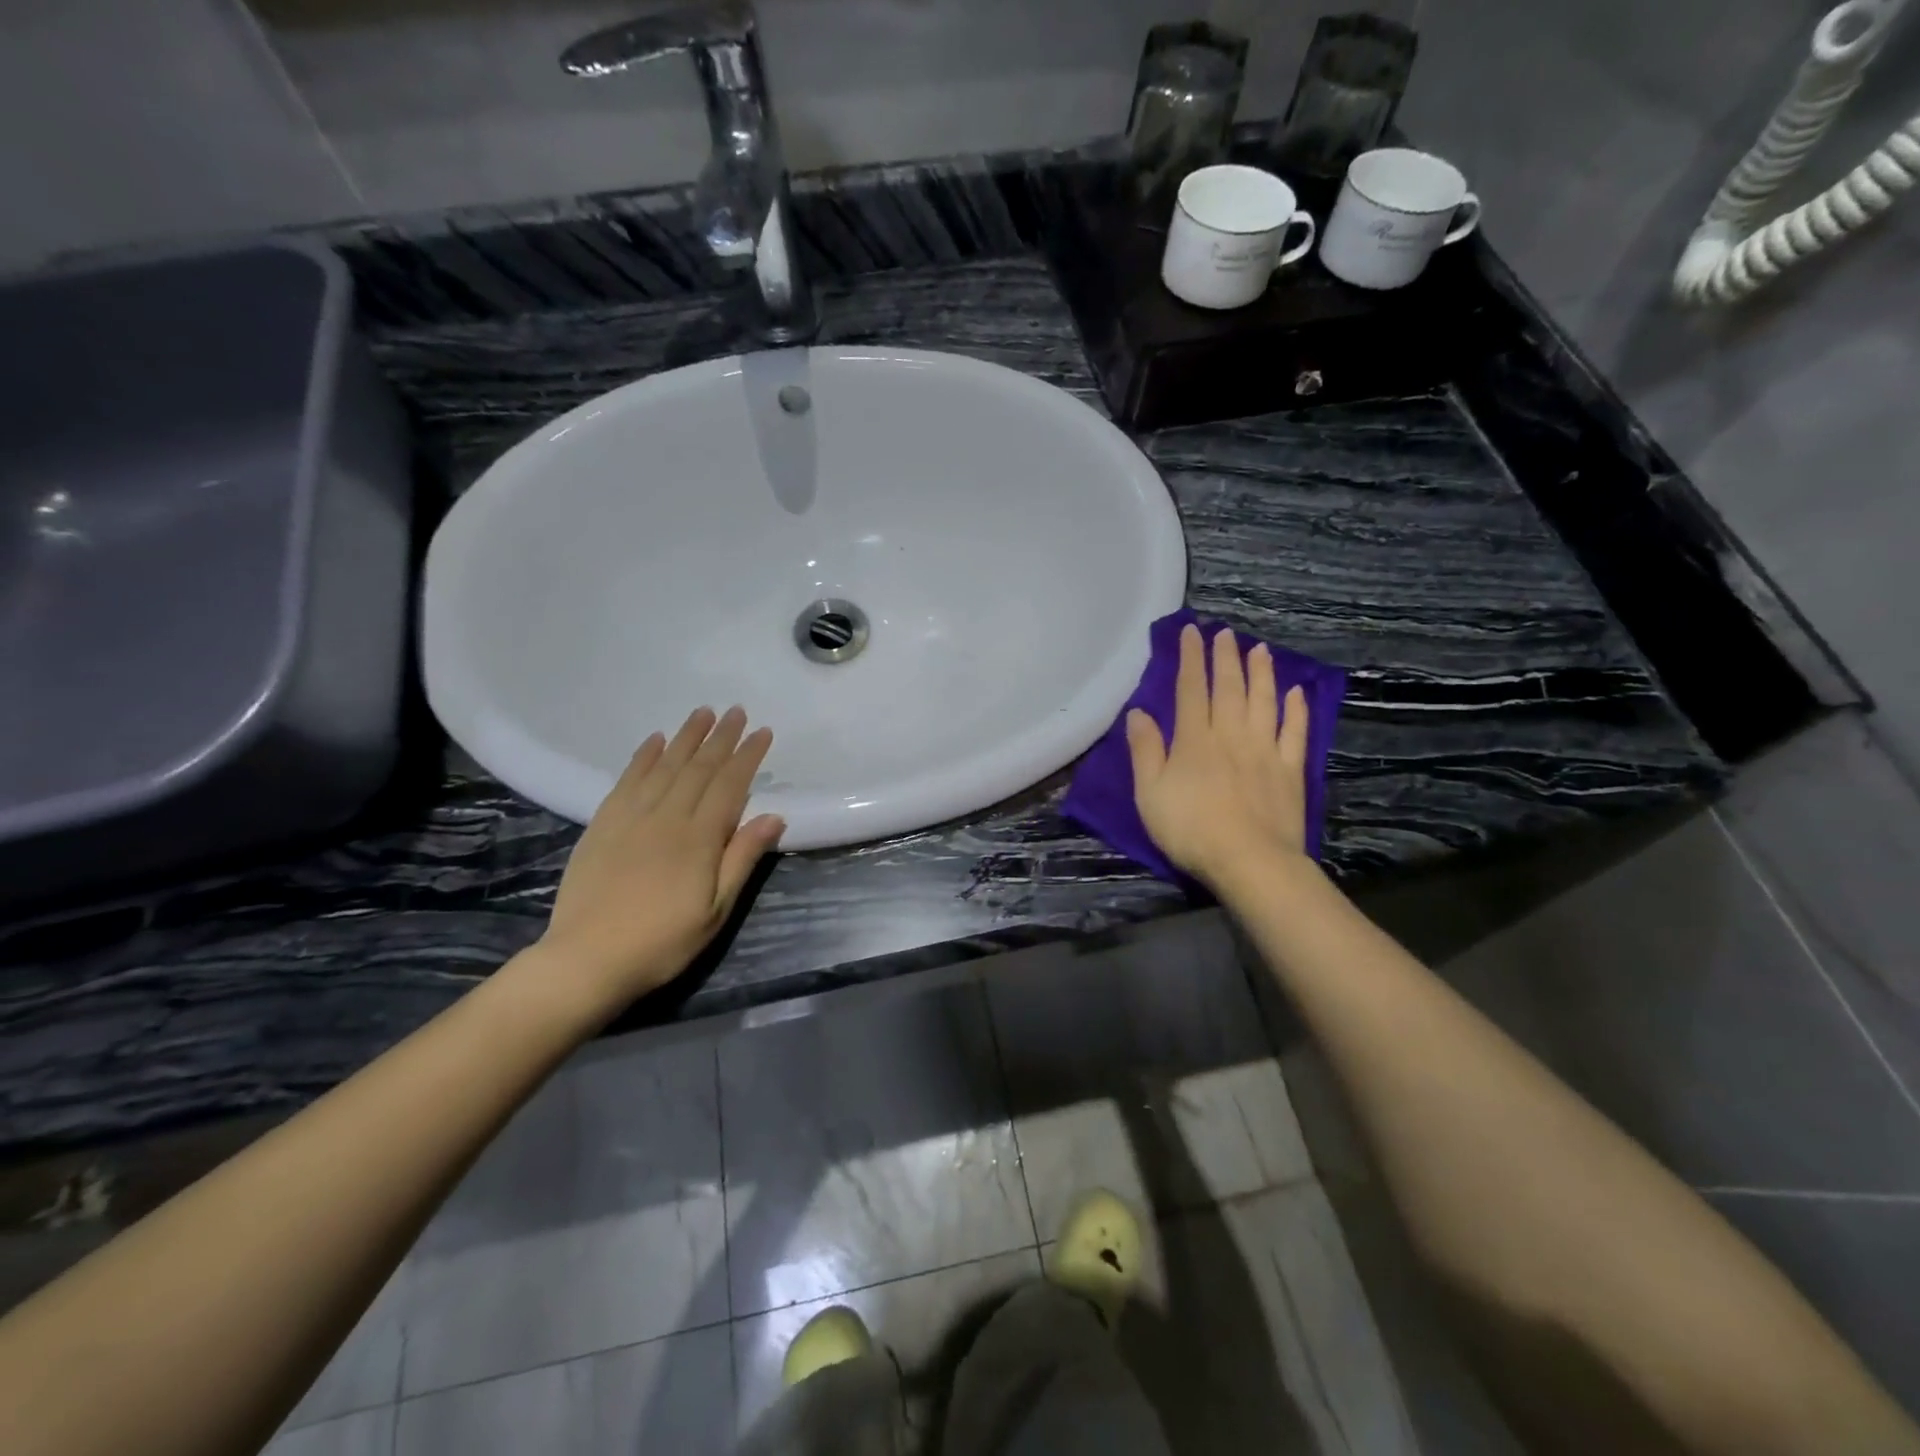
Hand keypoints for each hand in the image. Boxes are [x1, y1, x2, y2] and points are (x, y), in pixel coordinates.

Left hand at [536, 706, 784, 1011]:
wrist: (586, 960)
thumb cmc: (662, 942)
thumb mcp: (716, 910)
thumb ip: (742, 858)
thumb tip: (774, 815)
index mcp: (698, 838)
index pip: (729, 785)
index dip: (747, 756)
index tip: (762, 732)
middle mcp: (666, 817)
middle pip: (698, 768)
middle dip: (720, 738)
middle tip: (736, 712)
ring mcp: (630, 818)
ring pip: (664, 766)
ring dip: (685, 737)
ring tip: (702, 713)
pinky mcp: (602, 825)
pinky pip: (626, 781)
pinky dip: (643, 758)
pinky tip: (654, 741)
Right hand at [1127, 623, 1310, 893]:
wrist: (1249, 861)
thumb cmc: (1190, 829)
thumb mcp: (1149, 793)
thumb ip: (1145, 751)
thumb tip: (1139, 712)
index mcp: (1194, 740)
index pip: (1190, 689)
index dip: (1190, 658)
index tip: (1191, 631)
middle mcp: (1230, 735)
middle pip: (1228, 688)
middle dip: (1225, 657)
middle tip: (1225, 633)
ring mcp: (1265, 750)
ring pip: (1263, 701)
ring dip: (1261, 673)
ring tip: (1260, 649)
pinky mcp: (1291, 769)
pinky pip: (1295, 731)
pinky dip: (1296, 709)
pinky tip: (1296, 692)